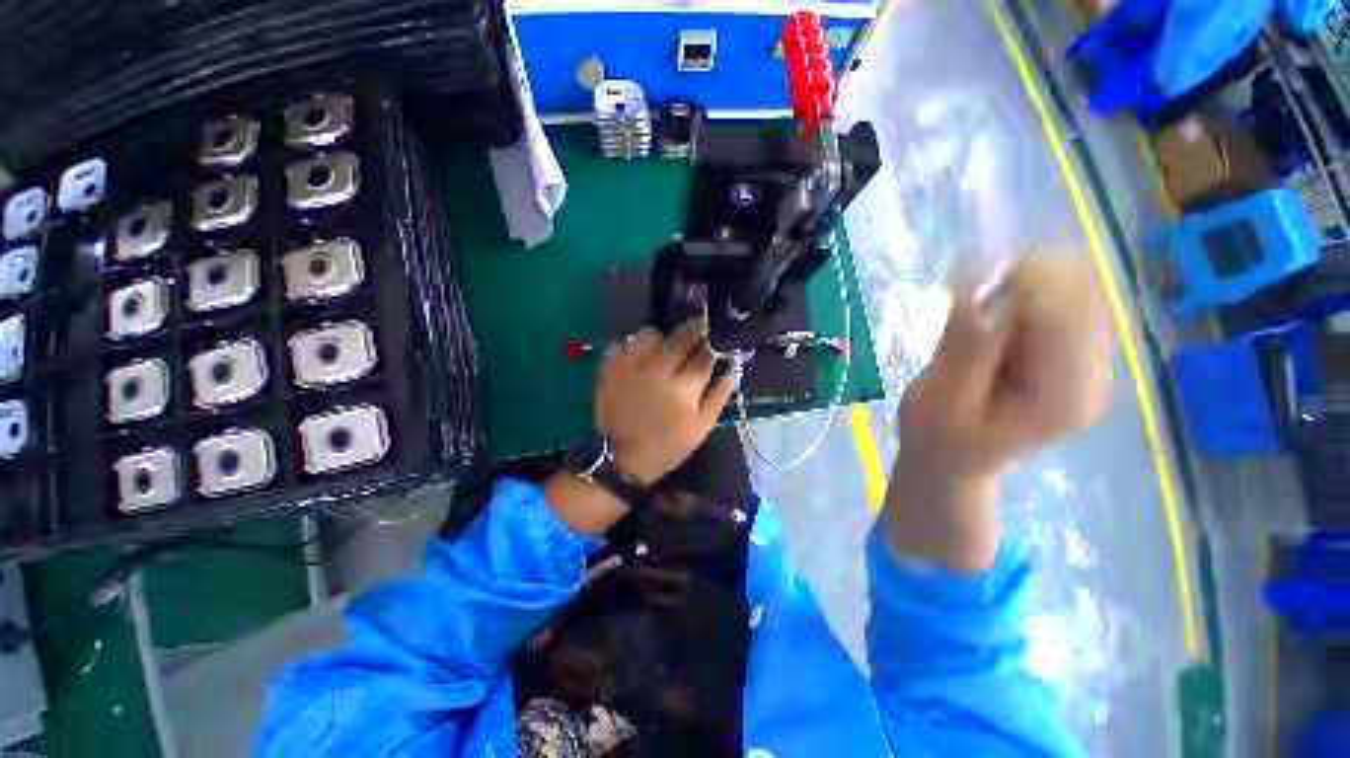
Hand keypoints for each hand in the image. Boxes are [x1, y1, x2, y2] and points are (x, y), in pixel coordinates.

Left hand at [595, 320, 739, 484]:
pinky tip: (642, 355)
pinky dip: (637, 344)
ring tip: (667, 345)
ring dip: (664, 336)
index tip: (718, 337)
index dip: (715, 342)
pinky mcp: (610, 367)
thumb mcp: (701, 427)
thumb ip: (719, 395)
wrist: (619, 458)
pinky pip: (626, 342)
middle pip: (681, 337)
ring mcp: (631, 366)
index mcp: (683, 388)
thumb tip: (735, 367)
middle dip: (695, 329)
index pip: (705, 354)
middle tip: (699, 329)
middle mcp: (657, 370)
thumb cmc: (666, 446)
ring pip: (651, 333)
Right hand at [900, 258, 1114, 479]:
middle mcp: (1096, 375)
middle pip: (1082, 292)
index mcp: (1065, 396)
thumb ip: (964, 349)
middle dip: (1022, 286)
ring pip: (1076, 288)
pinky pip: (1065, 299)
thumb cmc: (938, 436)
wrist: (952, 457)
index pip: (1068, 311)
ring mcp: (1092, 362)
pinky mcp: (1078, 353)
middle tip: (971, 311)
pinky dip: (1025, 298)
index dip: (1019, 287)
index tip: (969, 298)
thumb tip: (978, 285)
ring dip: (1021, 291)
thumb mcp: (939, 399)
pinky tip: (994, 324)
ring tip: (979, 323)